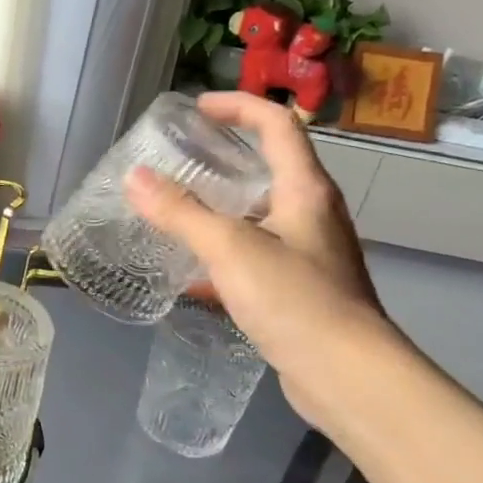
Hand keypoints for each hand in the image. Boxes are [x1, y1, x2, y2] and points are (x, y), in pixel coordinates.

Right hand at [124, 92, 389, 389]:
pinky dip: (222, 253)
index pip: (277, 124)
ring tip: (175, 212)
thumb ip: (180, 212)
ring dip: (219, 208)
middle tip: (178, 161)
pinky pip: (254, 255)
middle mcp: (311, 213)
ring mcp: (308, 252)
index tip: (196, 109)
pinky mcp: (299, 288)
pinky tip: (190, 275)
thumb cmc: (294, 299)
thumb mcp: (230, 249)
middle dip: (223, 158)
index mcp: (305, 189)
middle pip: (268, 167)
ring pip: (258, 214)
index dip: (238, 106)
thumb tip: (135, 178)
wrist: (347, 376)